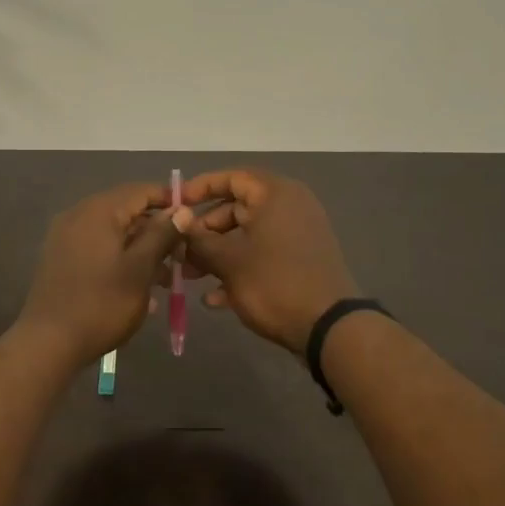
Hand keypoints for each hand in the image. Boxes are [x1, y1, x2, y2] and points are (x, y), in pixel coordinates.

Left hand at [18, 182, 182, 365]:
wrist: (48, 342)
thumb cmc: (102, 304)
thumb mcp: (140, 269)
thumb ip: (162, 234)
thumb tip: (182, 210)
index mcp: (98, 211)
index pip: (141, 190)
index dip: (170, 201)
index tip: (193, 220)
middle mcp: (78, 215)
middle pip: (126, 210)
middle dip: (156, 230)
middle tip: (182, 255)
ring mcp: (65, 237)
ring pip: (112, 232)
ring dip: (140, 248)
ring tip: (165, 278)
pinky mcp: (60, 258)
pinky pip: (97, 247)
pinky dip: (119, 258)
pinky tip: (137, 286)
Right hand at [175, 169, 357, 353]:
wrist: (328, 328)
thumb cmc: (274, 283)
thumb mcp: (229, 262)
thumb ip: (199, 240)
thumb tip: (178, 222)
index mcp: (276, 195)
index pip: (233, 177)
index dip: (201, 188)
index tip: (176, 204)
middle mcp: (290, 208)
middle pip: (237, 209)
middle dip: (205, 232)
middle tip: (180, 251)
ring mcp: (298, 236)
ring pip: (247, 236)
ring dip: (217, 255)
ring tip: (191, 277)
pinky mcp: (300, 262)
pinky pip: (263, 256)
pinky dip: (239, 270)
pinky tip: (215, 299)